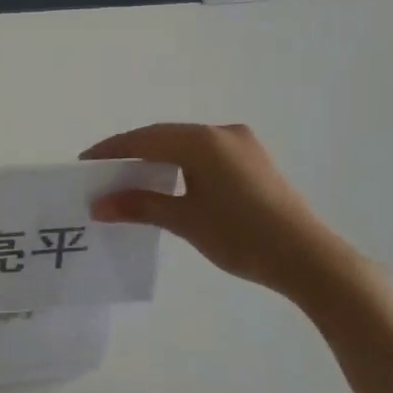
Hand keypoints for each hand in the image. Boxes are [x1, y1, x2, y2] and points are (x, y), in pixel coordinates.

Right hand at [83, 123, 367, 307]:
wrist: (308, 258)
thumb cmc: (241, 236)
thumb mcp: (185, 221)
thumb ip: (141, 206)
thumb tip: (99, 205)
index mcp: (204, 141)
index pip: (145, 138)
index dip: (112, 150)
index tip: (84, 163)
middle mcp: (223, 133)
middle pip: (165, 136)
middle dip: (132, 153)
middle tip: (102, 172)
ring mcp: (242, 146)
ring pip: (186, 144)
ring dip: (157, 158)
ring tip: (129, 178)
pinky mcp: (253, 162)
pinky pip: (205, 154)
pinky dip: (180, 164)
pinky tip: (168, 182)